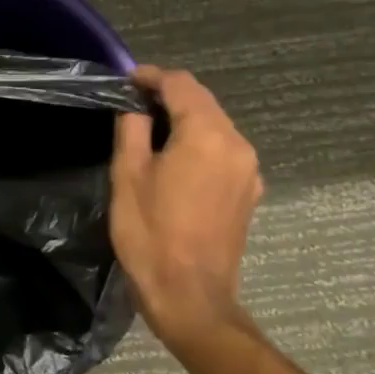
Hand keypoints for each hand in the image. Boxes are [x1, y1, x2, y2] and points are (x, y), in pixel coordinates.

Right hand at [110, 67, 263, 353]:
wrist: (190, 296)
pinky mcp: (249, 192)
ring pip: (215, 126)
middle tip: (133, 102)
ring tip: (149, 129)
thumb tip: (134, 107)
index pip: (182, 85)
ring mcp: (249, 170)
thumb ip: (131, 129)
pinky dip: (198, 142)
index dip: (152, 77)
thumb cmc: (151, 234)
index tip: (126, 81)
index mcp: (207, 135)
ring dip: (184, 119)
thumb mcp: (127, 176)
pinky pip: (222, 151)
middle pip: (203, 102)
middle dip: (169, 95)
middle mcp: (237, 145)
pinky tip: (175, 158)